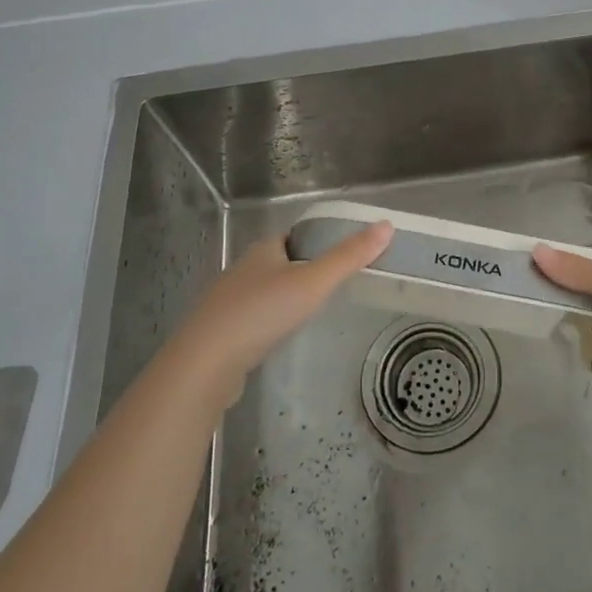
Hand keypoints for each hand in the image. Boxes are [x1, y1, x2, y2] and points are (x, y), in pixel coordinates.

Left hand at [173, 221, 392, 402]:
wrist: (204, 365)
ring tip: (314, 311)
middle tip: (336, 284)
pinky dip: (270, 323)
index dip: (318, 240)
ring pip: (265, 292)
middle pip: (280, 262)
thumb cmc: (261, 313)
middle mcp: (243, 270)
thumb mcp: (313, 282)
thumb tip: (386, 226)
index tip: (344, 253)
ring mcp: (228, 302)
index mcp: (263, 250)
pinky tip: (282, 337)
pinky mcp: (221, 333)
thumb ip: (349, 257)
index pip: (294, 236)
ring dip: (286, 297)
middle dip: (304, 270)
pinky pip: (253, 319)